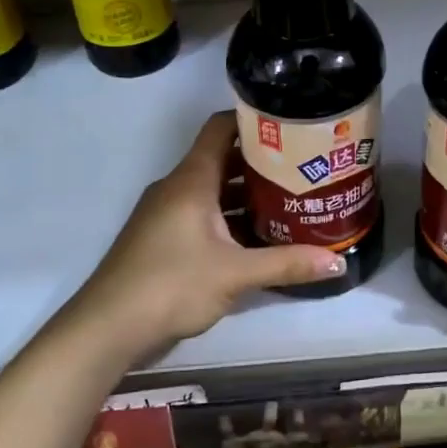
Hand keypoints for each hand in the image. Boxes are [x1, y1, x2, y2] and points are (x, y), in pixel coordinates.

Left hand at [57, 112, 345, 361]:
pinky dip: (229, 218)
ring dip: (247, 194)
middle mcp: (177, 188)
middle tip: (303, 166)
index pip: (221, 128)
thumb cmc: (171, 285)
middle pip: (222, 159)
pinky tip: (258, 236)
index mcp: (191, 180)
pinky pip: (202, 214)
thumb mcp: (236, 275)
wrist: (108, 327)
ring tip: (291, 199)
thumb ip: (287, 264)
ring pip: (213, 190)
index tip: (290, 125)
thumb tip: (339, 263)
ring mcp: (167, 213)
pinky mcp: (163, 238)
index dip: (253, 119)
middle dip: (261, 161)